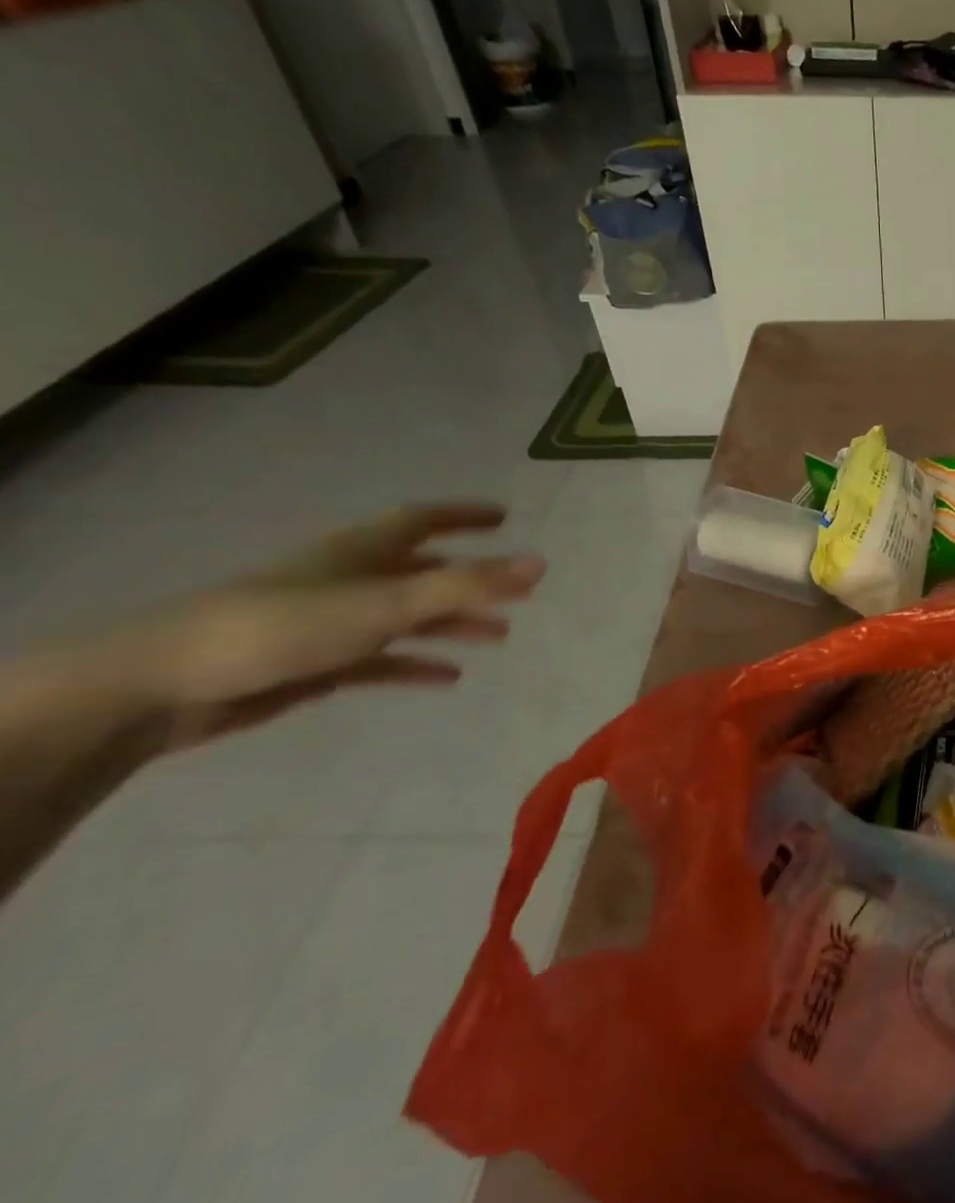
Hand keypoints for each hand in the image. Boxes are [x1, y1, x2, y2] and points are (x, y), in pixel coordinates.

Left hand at [106, 503, 545, 751]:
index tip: (504, 517)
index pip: (423, 520)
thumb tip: (541, 563)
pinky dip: (417, 664)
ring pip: (408, 617)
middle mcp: (350, 579)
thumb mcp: (384, 604)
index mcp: (361, 552)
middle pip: (423, 571)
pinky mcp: (318, 662)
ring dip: (453, 623)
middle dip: (471, 578)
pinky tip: (448, 677)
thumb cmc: (282, 627)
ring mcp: (333, 622)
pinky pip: (383, 659)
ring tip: (499, 635)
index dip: (464, 515)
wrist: (165, 687)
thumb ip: (465, 585)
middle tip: (518, 590)